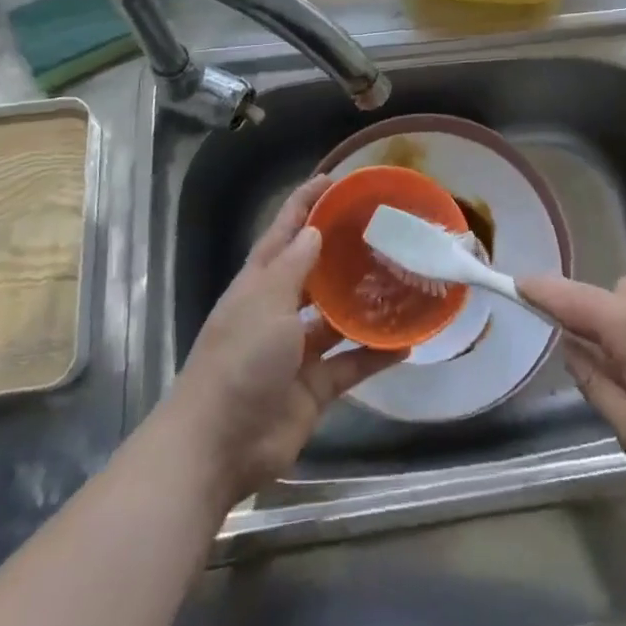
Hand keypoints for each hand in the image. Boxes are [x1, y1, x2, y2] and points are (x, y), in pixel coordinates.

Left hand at [161, 176, 402, 506]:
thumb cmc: (239, 360)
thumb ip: (293, 266)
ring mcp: (297, 351)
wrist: (218, 446)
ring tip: (403, 281)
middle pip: (314, 272)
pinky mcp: (314, 388)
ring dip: (365, 303)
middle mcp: (279, 311)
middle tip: (384, 229)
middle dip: (342, 251)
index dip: (304, 204)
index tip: (333, 180)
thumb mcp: (265, 302)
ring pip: (337, 319)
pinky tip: (407, 342)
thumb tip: (313, 230)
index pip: (284, 232)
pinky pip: (351, 364)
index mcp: (260, 284)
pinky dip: (376, 354)